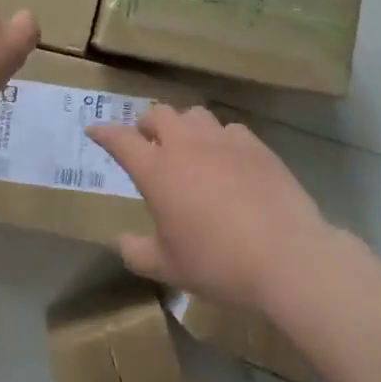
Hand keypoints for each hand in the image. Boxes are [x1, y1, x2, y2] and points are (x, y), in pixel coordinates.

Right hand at [87, 105, 337, 312]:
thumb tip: (120, 241)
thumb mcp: (168, 267)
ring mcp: (223, 141)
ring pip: (195, 115)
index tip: (94, 130)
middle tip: (147, 141)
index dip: (104, 133)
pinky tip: (227, 159)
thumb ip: (137, 252)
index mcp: (157, 171)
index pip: (121, 140)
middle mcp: (186, 145)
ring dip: (184, 126)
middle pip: (158, 114)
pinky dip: (220, 139)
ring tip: (188, 146)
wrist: (286, 256)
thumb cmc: (218, 263)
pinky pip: (229, 130)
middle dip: (147, 124)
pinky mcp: (256, 145)